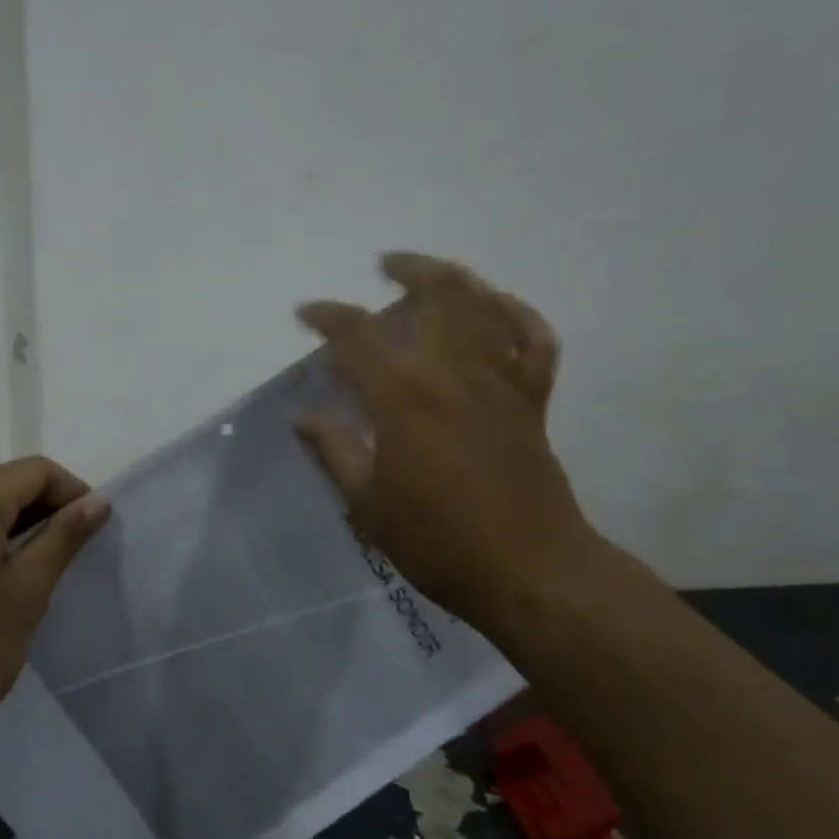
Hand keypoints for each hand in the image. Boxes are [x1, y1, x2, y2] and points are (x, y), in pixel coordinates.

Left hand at [0, 457, 109, 767]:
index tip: (95, 528)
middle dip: (48, 505)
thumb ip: (63, 536)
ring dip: (21, 521)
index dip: (73, 491)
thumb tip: (98, 501)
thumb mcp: (27, 590)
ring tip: (47, 561)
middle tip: (77, 547)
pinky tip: (7, 571)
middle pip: (7, 481)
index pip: (34, 470)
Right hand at [294, 253, 600, 636]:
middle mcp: (454, 373)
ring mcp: (501, 383)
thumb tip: (305, 418)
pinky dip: (517, 314)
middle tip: (384, 267)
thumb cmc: (438, 542)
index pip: (357, 336)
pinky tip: (498, 306)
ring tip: (431, 274)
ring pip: (486, 305)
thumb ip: (335, 451)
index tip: (306, 314)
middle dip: (408, 269)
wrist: (531, 572)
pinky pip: (534, 341)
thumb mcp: (367, 504)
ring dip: (457, 279)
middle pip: (438, 293)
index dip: (326, 316)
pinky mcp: (533, 401)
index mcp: (405, 398)